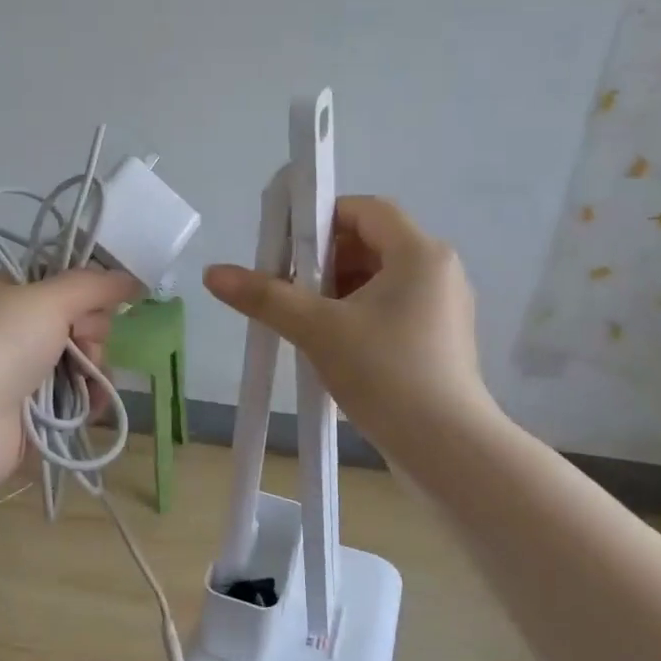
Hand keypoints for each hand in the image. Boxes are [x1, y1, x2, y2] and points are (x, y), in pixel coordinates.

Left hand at [0, 267, 142, 489]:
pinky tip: (93, 404)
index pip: (60, 280)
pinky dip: (89, 398)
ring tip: (86, 379)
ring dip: (94, 368)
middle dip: (91, 332)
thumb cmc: (1, 344)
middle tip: (81, 341)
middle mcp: (15, 329)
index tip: (102, 298)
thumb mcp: (49, 299)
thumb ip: (94, 285)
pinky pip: (76, 396)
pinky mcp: (34, 410)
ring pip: (81, 360)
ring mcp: (23, 371)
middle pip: (77, 320)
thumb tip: (133, 279)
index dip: (86, 288)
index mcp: (9, 293)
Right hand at [202, 196, 493, 461]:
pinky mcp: (439, 339)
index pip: (365, 209)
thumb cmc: (386, 374)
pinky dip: (357, 314)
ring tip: (302, 320)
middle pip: (370, 243)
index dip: (320, 219)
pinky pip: (390, 308)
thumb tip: (212, 273)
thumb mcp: (318, 330)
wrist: (447, 450)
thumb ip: (265, 296)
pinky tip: (330, 345)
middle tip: (286, 287)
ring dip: (337, 290)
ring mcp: (442, 307)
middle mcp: (438, 270)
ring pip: (378, 279)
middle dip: (323, 261)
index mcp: (419, 253)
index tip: (285, 249)